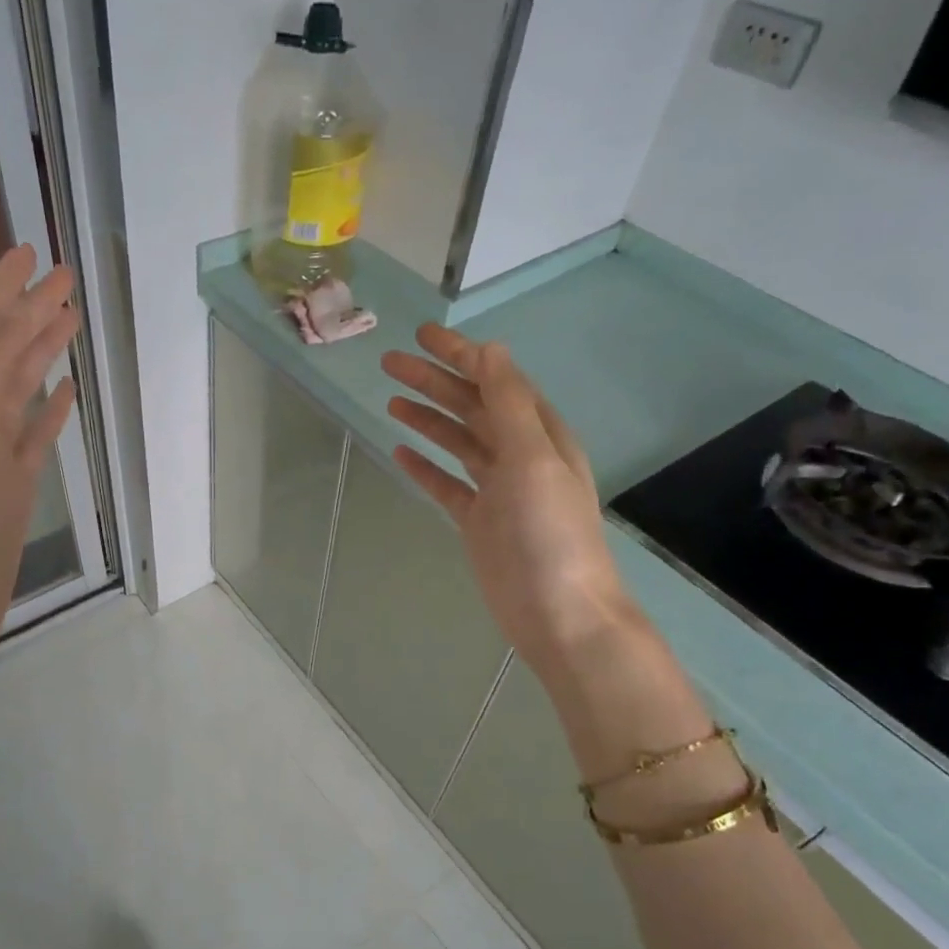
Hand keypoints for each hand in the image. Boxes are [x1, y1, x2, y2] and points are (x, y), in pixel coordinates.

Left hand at [0, 247, 77, 733]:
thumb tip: (3, 315)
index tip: (30, 252)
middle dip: (26, 310)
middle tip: (64, 277)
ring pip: (17, 388)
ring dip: (40, 352)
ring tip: (70, 321)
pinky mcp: (8, 485)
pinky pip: (31, 434)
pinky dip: (48, 409)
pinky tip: (66, 395)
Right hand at [382, 323, 633, 679]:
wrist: (558, 612)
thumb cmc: (549, 533)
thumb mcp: (532, 458)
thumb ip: (509, 404)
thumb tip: (490, 350)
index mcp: (540, 434)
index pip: (496, 381)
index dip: (461, 355)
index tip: (422, 336)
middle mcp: (519, 455)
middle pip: (471, 407)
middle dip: (434, 382)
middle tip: (390, 363)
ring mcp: (497, 491)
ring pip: (457, 442)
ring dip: (427, 418)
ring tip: (391, 399)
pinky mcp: (478, 522)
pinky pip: (447, 484)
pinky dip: (425, 467)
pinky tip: (401, 452)